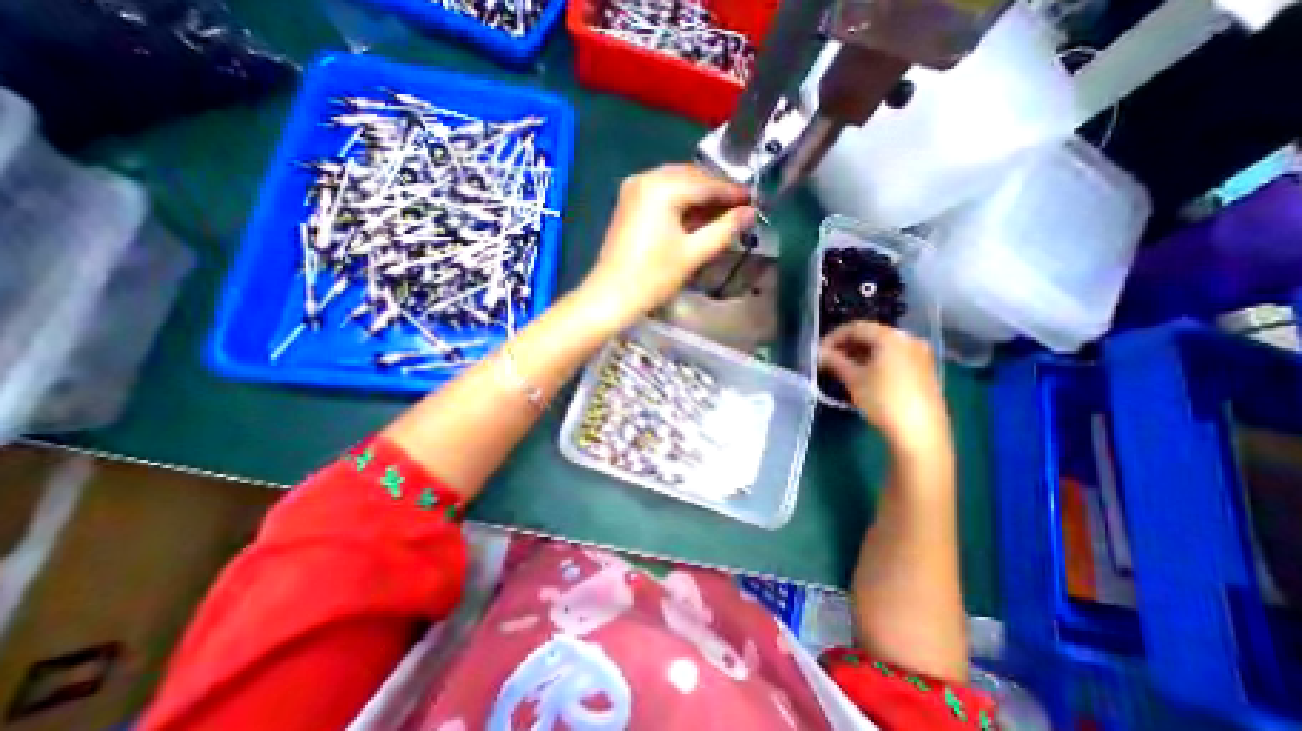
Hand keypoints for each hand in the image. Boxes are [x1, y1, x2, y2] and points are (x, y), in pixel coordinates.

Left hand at [580, 164, 754, 325]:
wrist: (611, 296)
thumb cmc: (653, 277)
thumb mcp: (693, 253)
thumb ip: (724, 229)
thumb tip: (750, 212)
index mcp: (662, 187)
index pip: (706, 183)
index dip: (733, 193)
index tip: (754, 201)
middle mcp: (646, 178)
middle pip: (691, 178)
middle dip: (715, 193)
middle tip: (739, 209)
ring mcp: (633, 189)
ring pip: (676, 184)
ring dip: (699, 197)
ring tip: (720, 216)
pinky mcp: (628, 202)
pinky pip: (662, 193)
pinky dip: (680, 202)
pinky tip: (695, 218)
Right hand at [816, 318, 954, 452]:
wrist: (919, 432)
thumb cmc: (883, 400)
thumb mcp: (853, 379)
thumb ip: (834, 361)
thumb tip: (820, 353)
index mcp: (891, 337)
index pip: (856, 327)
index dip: (833, 337)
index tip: (819, 351)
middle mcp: (908, 339)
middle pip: (871, 335)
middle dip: (847, 345)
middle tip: (829, 360)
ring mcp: (919, 355)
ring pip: (882, 347)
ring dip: (860, 354)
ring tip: (843, 369)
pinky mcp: (924, 371)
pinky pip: (893, 357)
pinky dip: (875, 361)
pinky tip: (864, 376)